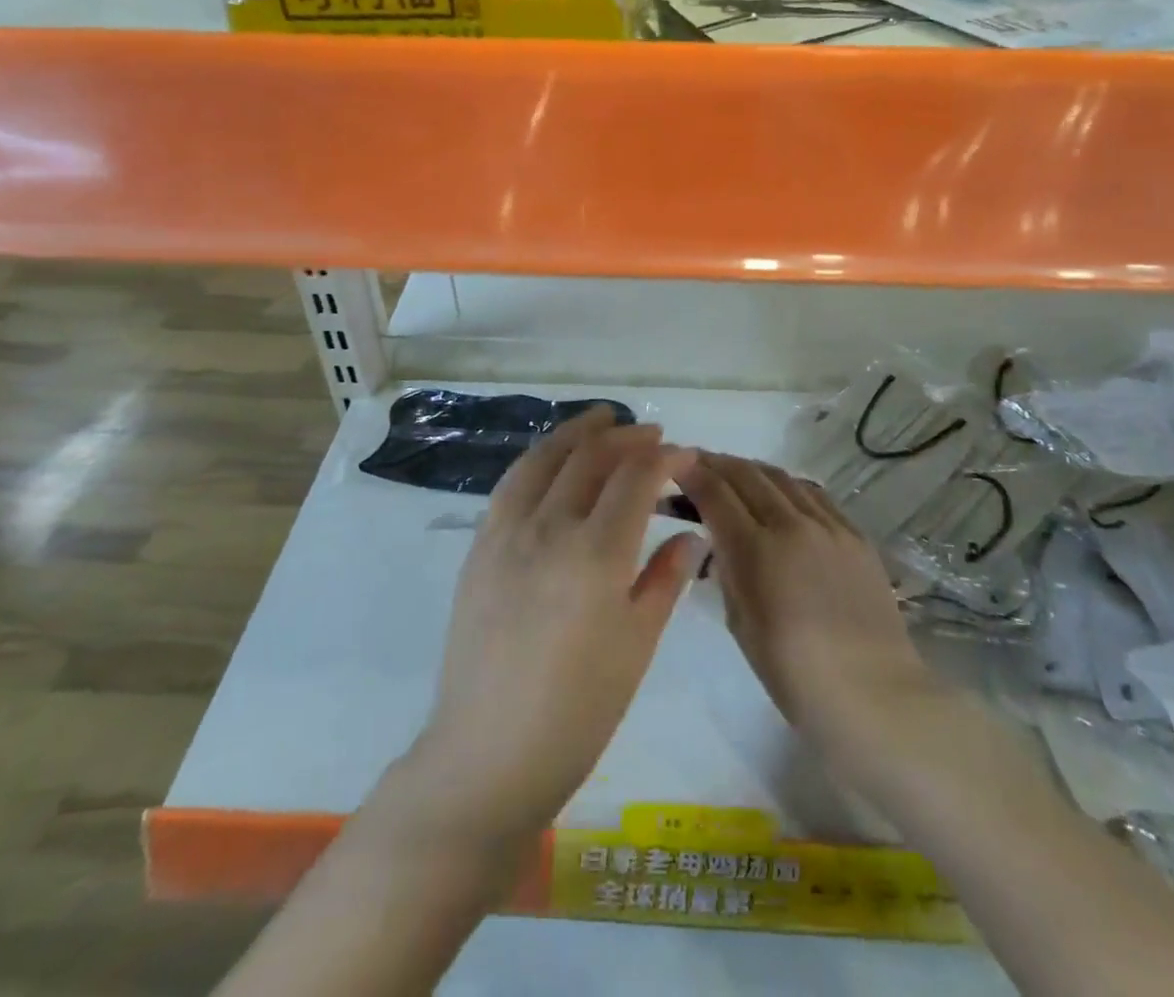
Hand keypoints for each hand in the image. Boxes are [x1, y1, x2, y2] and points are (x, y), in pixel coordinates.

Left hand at [414, 408, 703, 840]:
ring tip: (602, 419)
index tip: (686, 455)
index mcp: (595, 554)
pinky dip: (539, 458)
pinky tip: (552, 459)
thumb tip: (693, 535)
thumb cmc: (577, 711)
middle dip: (626, 437)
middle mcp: (548, 527)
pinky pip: (512, 483)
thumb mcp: (636, 646)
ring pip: (545, 458)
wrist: (489, 754)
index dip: (664, 459)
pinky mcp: (479, 546)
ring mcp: (506, 532)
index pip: (635, 479)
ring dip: (577, 432)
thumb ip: (665, 579)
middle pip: (590, 458)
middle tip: (652, 434)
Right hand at [679, 454, 935, 749]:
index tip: (673, 464)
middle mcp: (792, 525)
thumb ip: (728, 570)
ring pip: (782, 477)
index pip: (715, 493)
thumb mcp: (741, 622)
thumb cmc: (794, 673)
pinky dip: (787, 486)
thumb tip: (722, 540)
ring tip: (734, 473)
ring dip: (751, 470)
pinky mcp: (856, 534)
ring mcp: (829, 526)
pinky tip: (780, 494)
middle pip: (747, 474)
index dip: (690, 473)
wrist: (873, 694)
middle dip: (716, 463)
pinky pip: (814, 495)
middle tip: (696, 462)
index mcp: (757, 550)